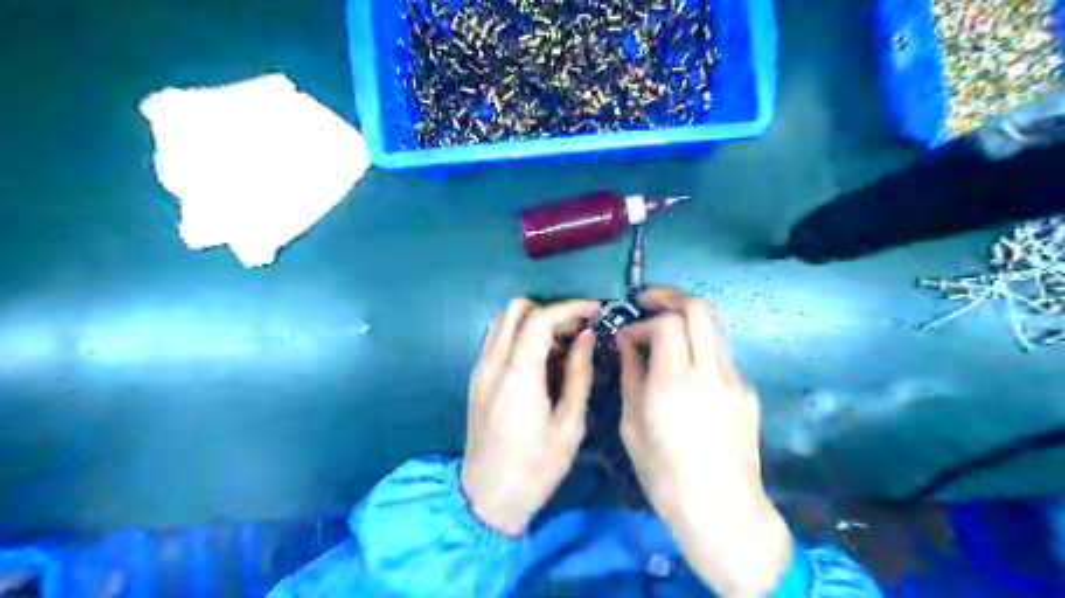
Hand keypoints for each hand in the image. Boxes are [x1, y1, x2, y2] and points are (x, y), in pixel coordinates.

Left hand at [462, 298, 601, 537]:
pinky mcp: (477, 378)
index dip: (569, 308)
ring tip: (564, 340)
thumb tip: (587, 337)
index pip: (539, 319)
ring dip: (534, 320)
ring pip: (503, 321)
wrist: (487, 498)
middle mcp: (492, 364)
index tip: (594, 310)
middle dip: (550, 309)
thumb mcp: (569, 426)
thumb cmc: (535, 468)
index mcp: (518, 376)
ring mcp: (480, 369)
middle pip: (515, 309)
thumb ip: (579, 374)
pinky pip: (497, 339)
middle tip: (578, 327)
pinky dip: (520, 334)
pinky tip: (542, 356)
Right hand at [616, 287, 788, 596]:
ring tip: (663, 331)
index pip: (668, 322)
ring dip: (687, 319)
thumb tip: (629, 343)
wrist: (721, 510)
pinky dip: (699, 348)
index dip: (643, 322)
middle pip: (700, 308)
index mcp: (676, 381)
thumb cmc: (664, 473)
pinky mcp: (746, 392)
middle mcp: (711, 371)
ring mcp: (735, 380)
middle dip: (670, 296)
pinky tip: (684, 371)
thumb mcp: (632, 424)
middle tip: (647, 301)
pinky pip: (720, 355)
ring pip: (714, 327)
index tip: (627, 337)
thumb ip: (631, 375)